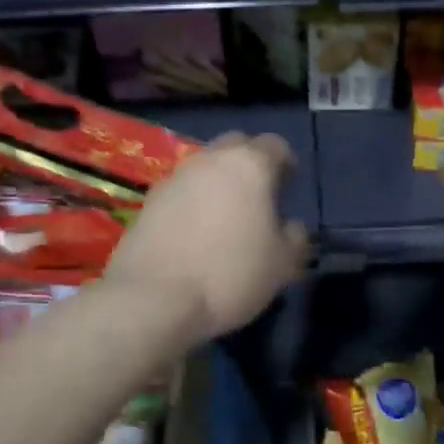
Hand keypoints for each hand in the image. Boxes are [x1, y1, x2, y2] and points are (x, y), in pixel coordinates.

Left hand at [105, 132, 307, 344]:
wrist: (154, 298)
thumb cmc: (230, 274)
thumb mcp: (283, 263)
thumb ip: (295, 236)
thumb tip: (289, 225)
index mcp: (249, 165)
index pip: (275, 145)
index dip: (286, 163)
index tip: (288, 186)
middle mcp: (209, 160)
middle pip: (235, 146)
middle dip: (249, 164)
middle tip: (257, 197)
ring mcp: (174, 178)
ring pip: (204, 168)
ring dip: (218, 184)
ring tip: (225, 218)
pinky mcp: (148, 201)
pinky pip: (180, 191)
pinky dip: (192, 203)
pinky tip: (195, 234)